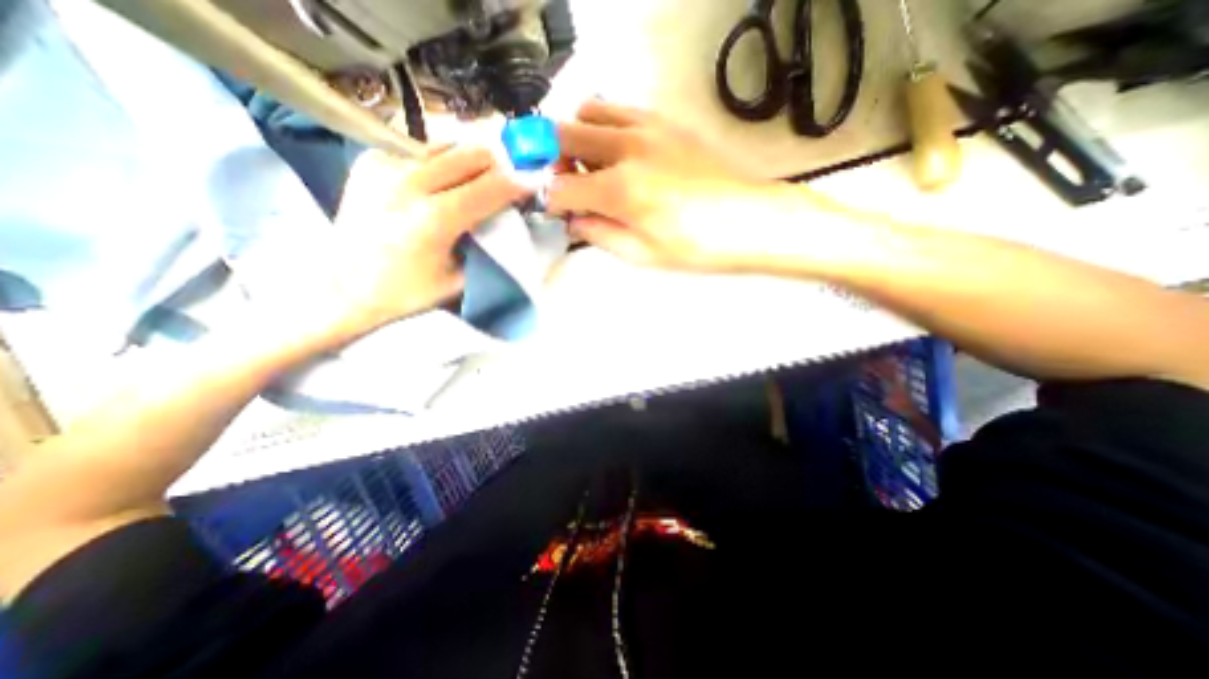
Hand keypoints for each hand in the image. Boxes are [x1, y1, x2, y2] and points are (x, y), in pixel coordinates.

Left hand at [247, 142, 529, 340]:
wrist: (343, 286)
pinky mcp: (370, 160)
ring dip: (471, 157)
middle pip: (470, 153)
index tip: (535, 182)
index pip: (490, 188)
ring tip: (480, 175)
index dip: (518, 183)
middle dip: (499, 163)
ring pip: (446, 143)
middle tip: (510, 177)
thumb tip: (507, 220)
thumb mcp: (459, 280)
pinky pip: (419, 147)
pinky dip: (440, 158)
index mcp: (434, 219)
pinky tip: (443, 178)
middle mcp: (409, 183)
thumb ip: (486, 247)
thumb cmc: (406, 292)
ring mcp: (385, 166)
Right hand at [549, 98, 794, 273]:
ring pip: (588, 111)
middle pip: (563, 134)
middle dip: (550, 158)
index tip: (552, 210)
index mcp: (621, 191)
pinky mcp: (665, 122)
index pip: (560, 187)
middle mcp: (628, 149)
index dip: (548, 200)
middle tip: (562, 182)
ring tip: (590, 166)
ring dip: (577, 137)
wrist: (749, 220)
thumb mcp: (641, 254)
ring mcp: (648, 128)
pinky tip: (617, 154)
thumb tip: (573, 220)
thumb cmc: (697, 247)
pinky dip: (604, 127)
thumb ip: (598, 234)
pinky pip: (619, 110)